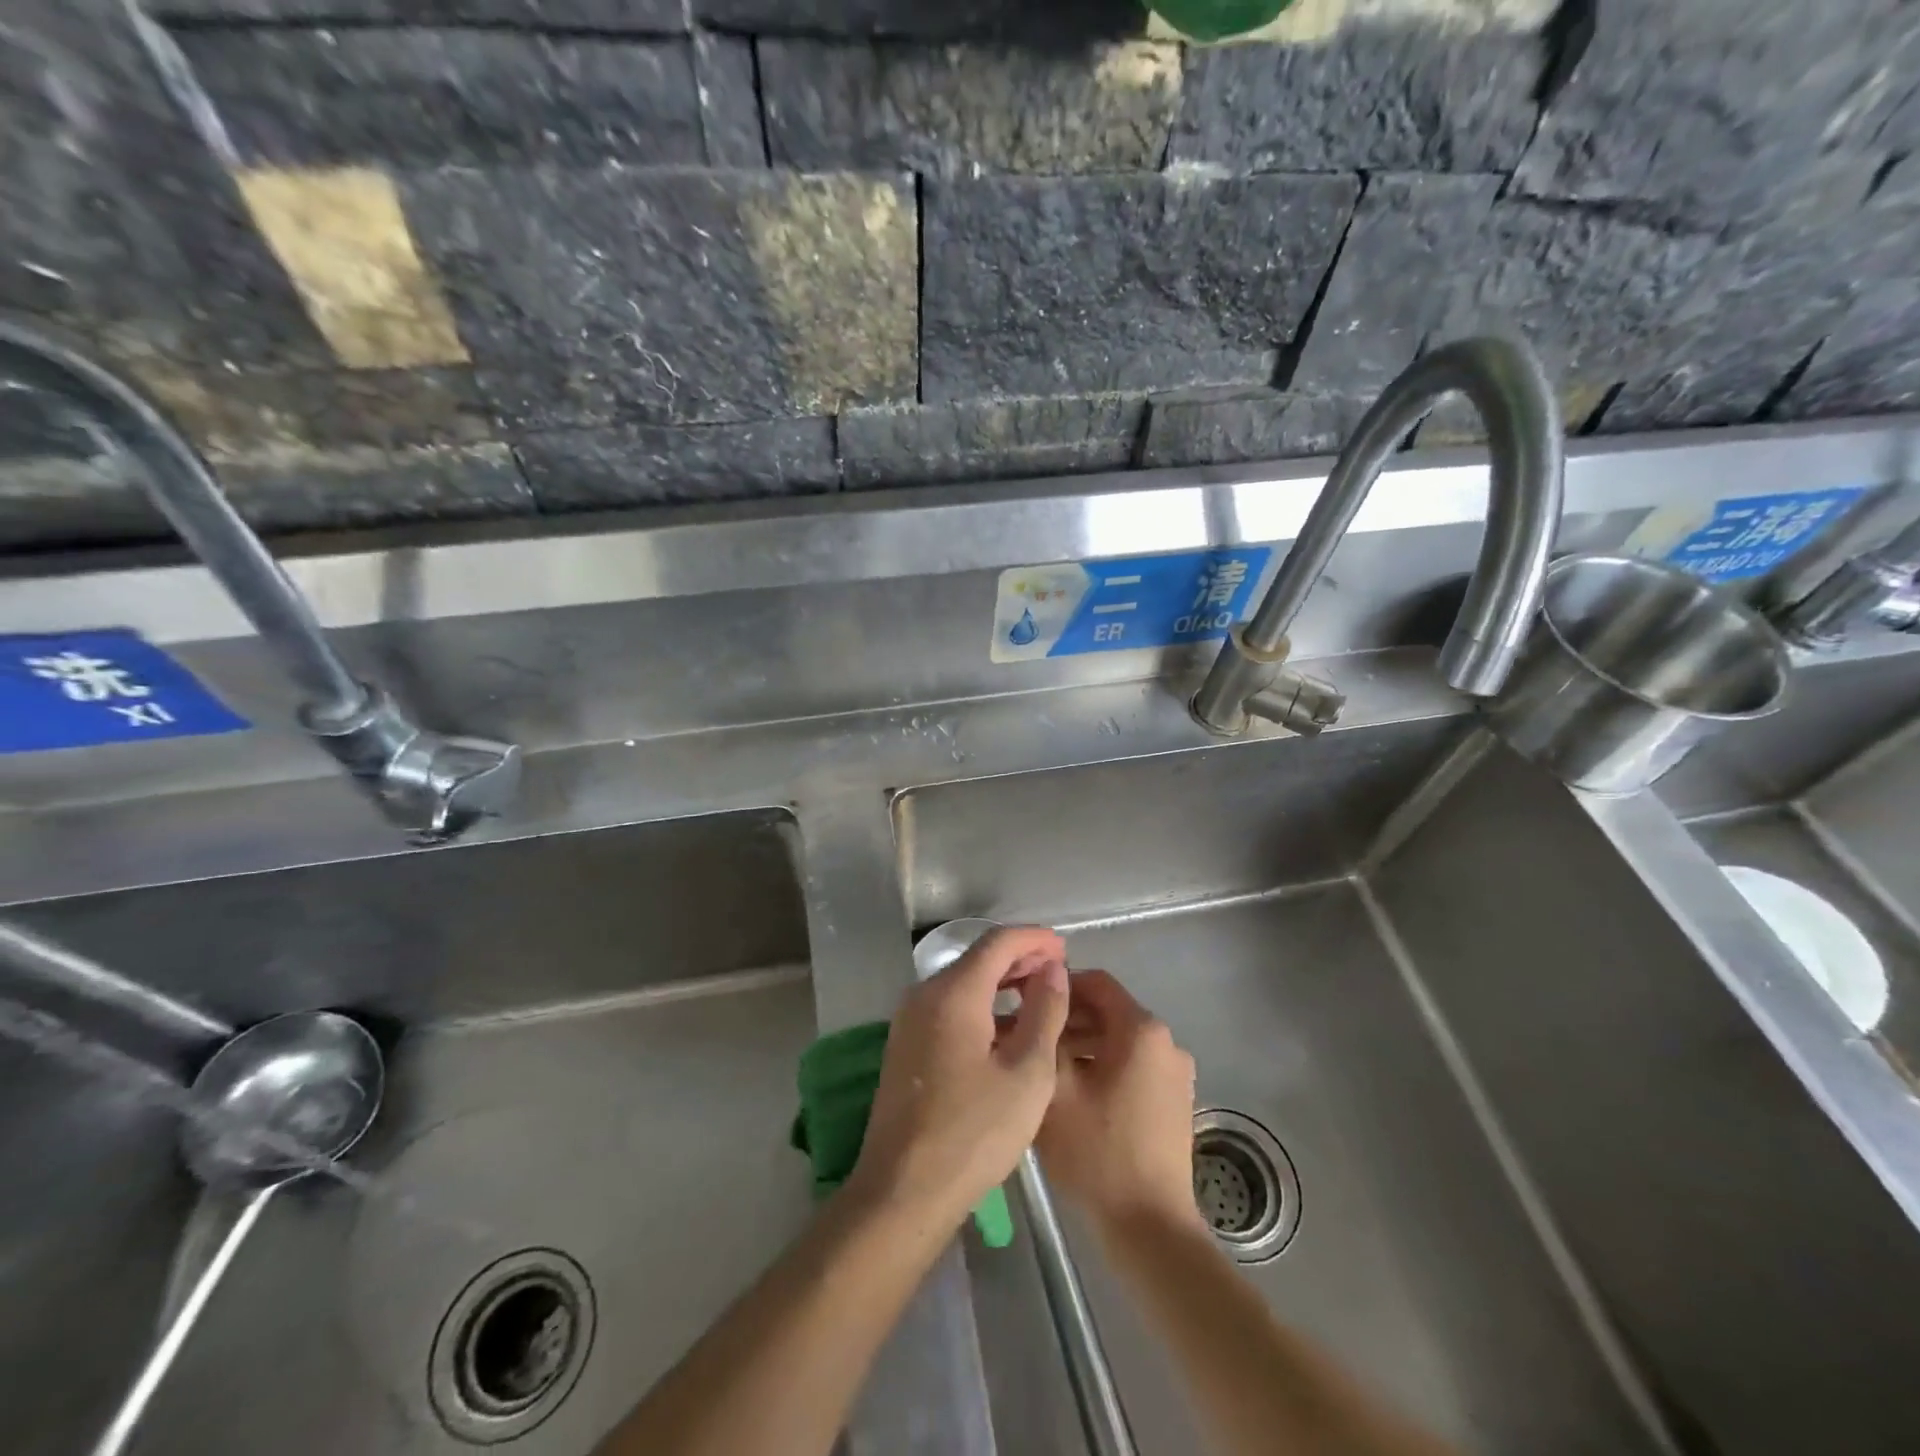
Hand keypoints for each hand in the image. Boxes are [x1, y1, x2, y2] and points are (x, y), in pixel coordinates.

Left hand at [850, 926, 1070, 1230]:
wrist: (903, 1190)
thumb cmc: (974, 1133)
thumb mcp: (1027, 1073)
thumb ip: (1044, 1012)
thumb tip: (1052, 969)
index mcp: (953, 993)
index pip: (997, 942)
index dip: (1034, 939)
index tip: (1065, 948)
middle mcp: (924, 994)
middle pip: (977, 958)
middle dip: (1019, 958)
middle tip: (1058, 971)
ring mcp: (909, 1019)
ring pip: (962, 982)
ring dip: (1001, 982)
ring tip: (1039, 995)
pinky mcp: (905, 1044)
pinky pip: (949, 1006)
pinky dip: (981, 1004)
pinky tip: (1005, 1027)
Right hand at [1038, 970, 1202, 1235]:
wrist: (1150, 1227)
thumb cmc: (1098, 1151)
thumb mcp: (1056, 1089)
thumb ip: (1046, 1035)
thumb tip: (1037, 1005)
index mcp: (1142, 1030)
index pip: (1097, 982)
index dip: (1059, 985)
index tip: (1025, 1000)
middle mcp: (1166, 1042)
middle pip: (1109, 1011)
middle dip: (1067, 1019)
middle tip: (1028, 1036)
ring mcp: (1175, 1073)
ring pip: (1119, 1040)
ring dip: (1082, 1044)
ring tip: (1044, 1066)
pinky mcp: (1174, 1101)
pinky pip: (1133, 1065)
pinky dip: (1103, 1066)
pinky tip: (1073, 1092)